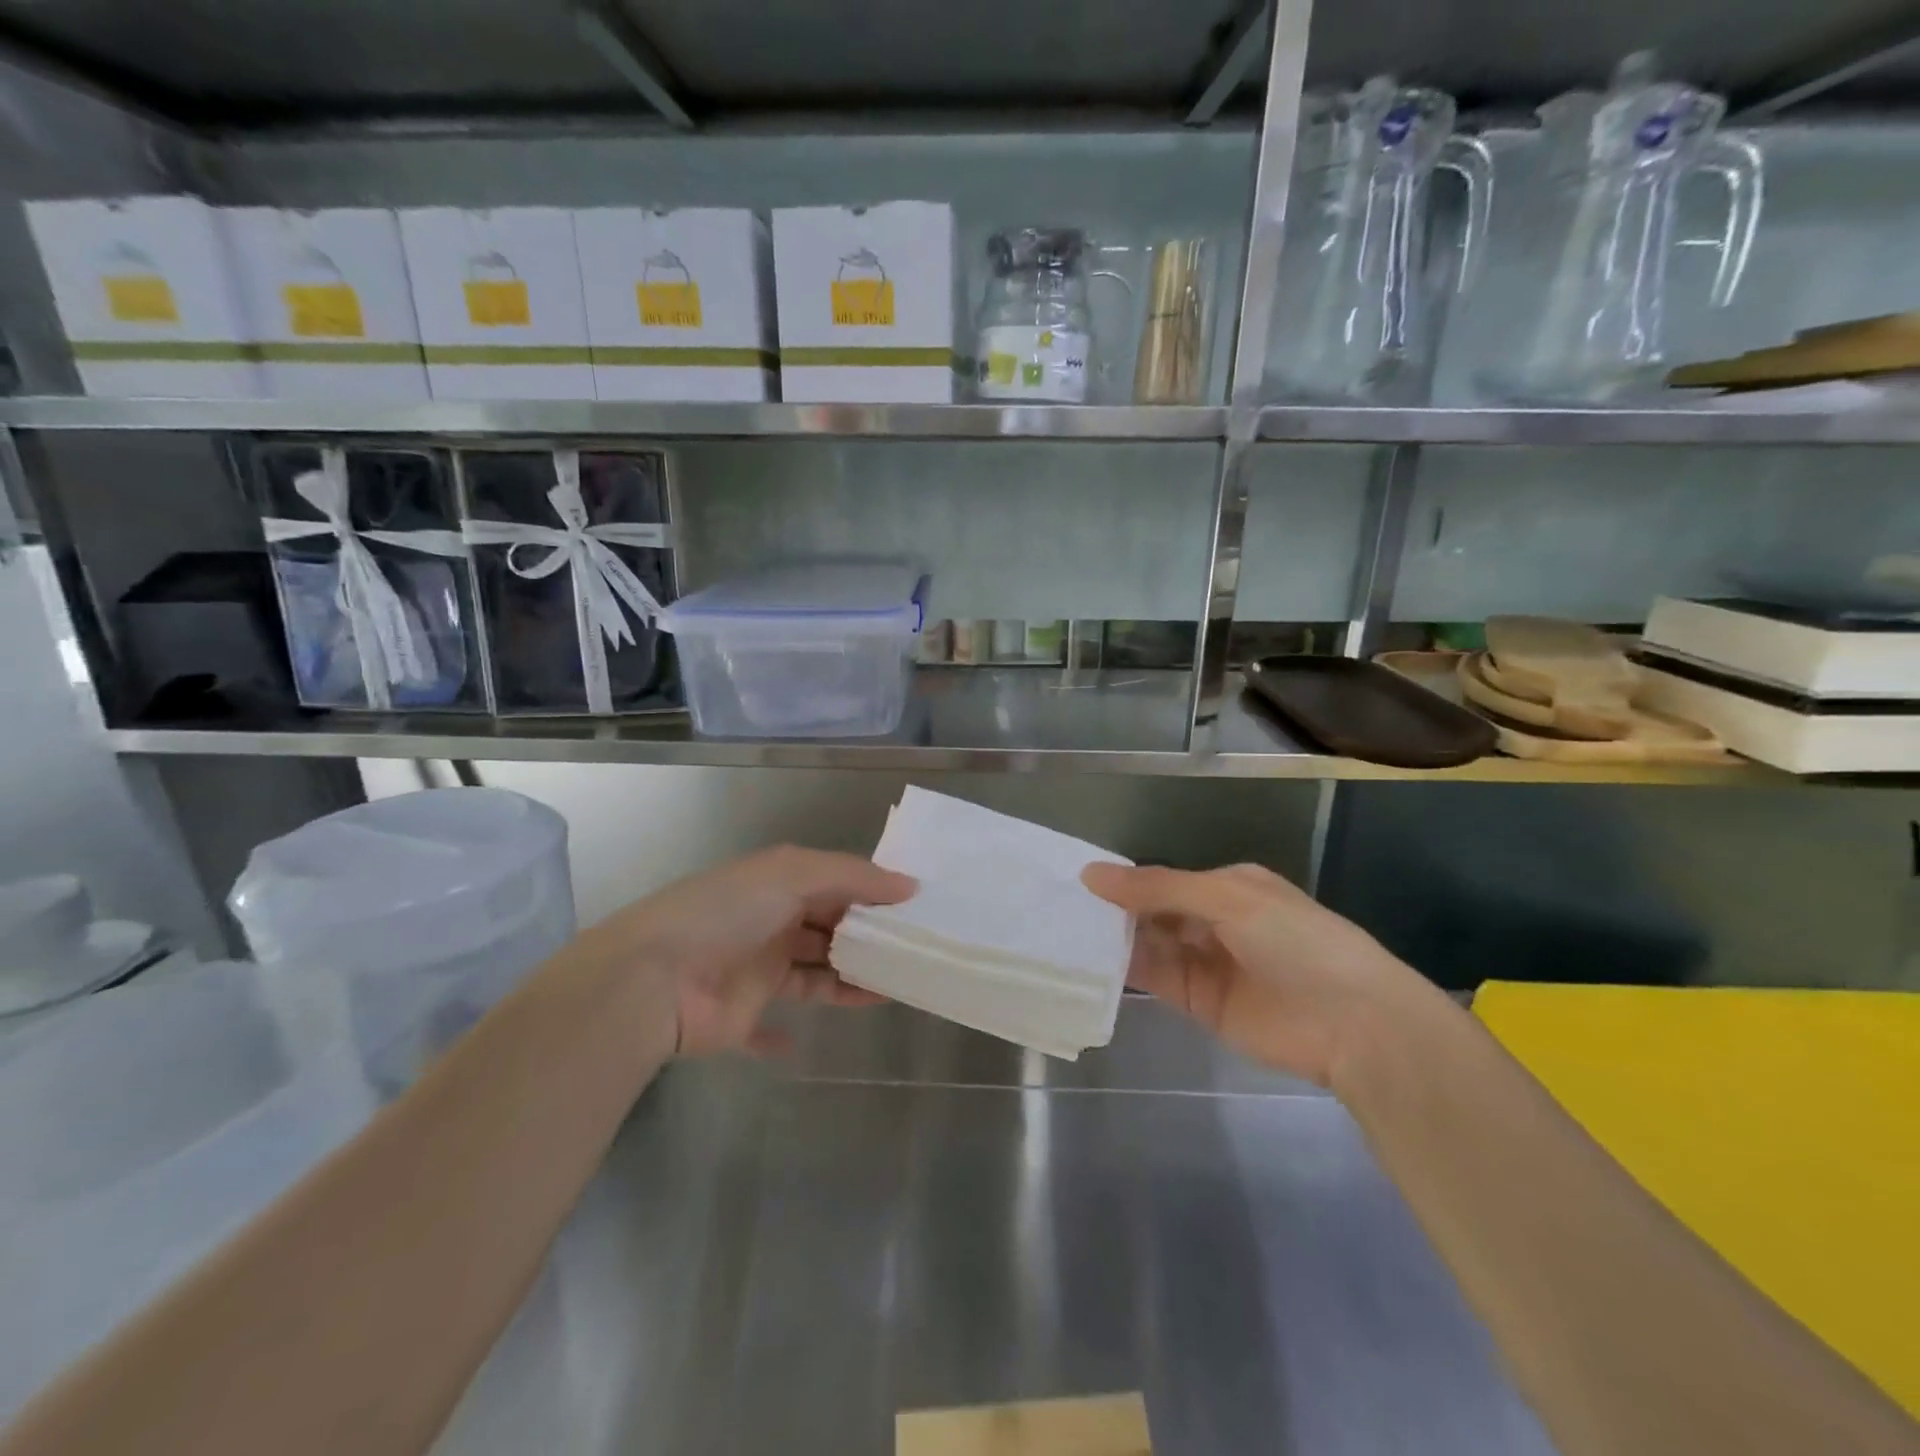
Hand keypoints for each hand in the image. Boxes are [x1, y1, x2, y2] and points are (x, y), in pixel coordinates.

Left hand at [581, 846, 914, 1056]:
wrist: (652, 980)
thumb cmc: (726, 914)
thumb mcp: (791, 874)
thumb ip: (853, 877)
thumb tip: (910, 885)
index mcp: (778, 884)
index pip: (836, 884)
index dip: (872, 893)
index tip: (915, 907)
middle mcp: (770, 922)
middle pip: (830, 928)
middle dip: (868, 937)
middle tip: (916, 950)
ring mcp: (757, 970)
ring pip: (815, 974)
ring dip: (849, 980)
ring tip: (896, 988)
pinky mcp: (744, 1016)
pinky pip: (771, 1028)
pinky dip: (784, 1040)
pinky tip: (809, 1045)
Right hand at [1081, 862, 1434, 1087]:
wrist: (1353, 1023)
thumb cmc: (1295, 941)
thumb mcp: (1227, 899)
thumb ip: (1158, 888)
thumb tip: (1092, 874)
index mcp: (1228, 886)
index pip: (1165, 879)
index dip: (1126, 880)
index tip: (1079, 881)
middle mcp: (1214, 921)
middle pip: (1154, 911)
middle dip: (1116, 910)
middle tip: (1061, 907)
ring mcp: (1207, 963)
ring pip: (1151, 944)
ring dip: (1117, 938)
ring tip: (1066, 931)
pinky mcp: (1200, 1003)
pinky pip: (1156, 978)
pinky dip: (1127, 970)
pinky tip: (1092, 961)